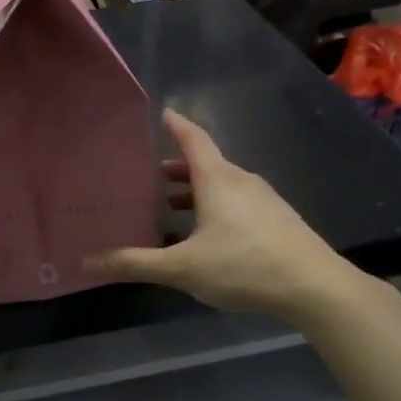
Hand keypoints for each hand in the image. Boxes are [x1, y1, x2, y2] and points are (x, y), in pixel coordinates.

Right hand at [85, 109, 365, 319]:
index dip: (176, 126)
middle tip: (151, 176)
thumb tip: (87, 262)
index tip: (163, 113)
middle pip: (207, 164)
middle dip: (178, 168)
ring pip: (223, 186)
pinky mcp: (277, 221)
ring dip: (197, 191)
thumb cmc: (242, 266)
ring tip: (172, 207)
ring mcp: (264, 201)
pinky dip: (216, 207)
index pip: (193, 140)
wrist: (313, 286)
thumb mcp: (181, 268)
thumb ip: (135, 264)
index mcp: (217, 180)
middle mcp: (242, 181)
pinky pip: (238, 203)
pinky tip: (207, 236)